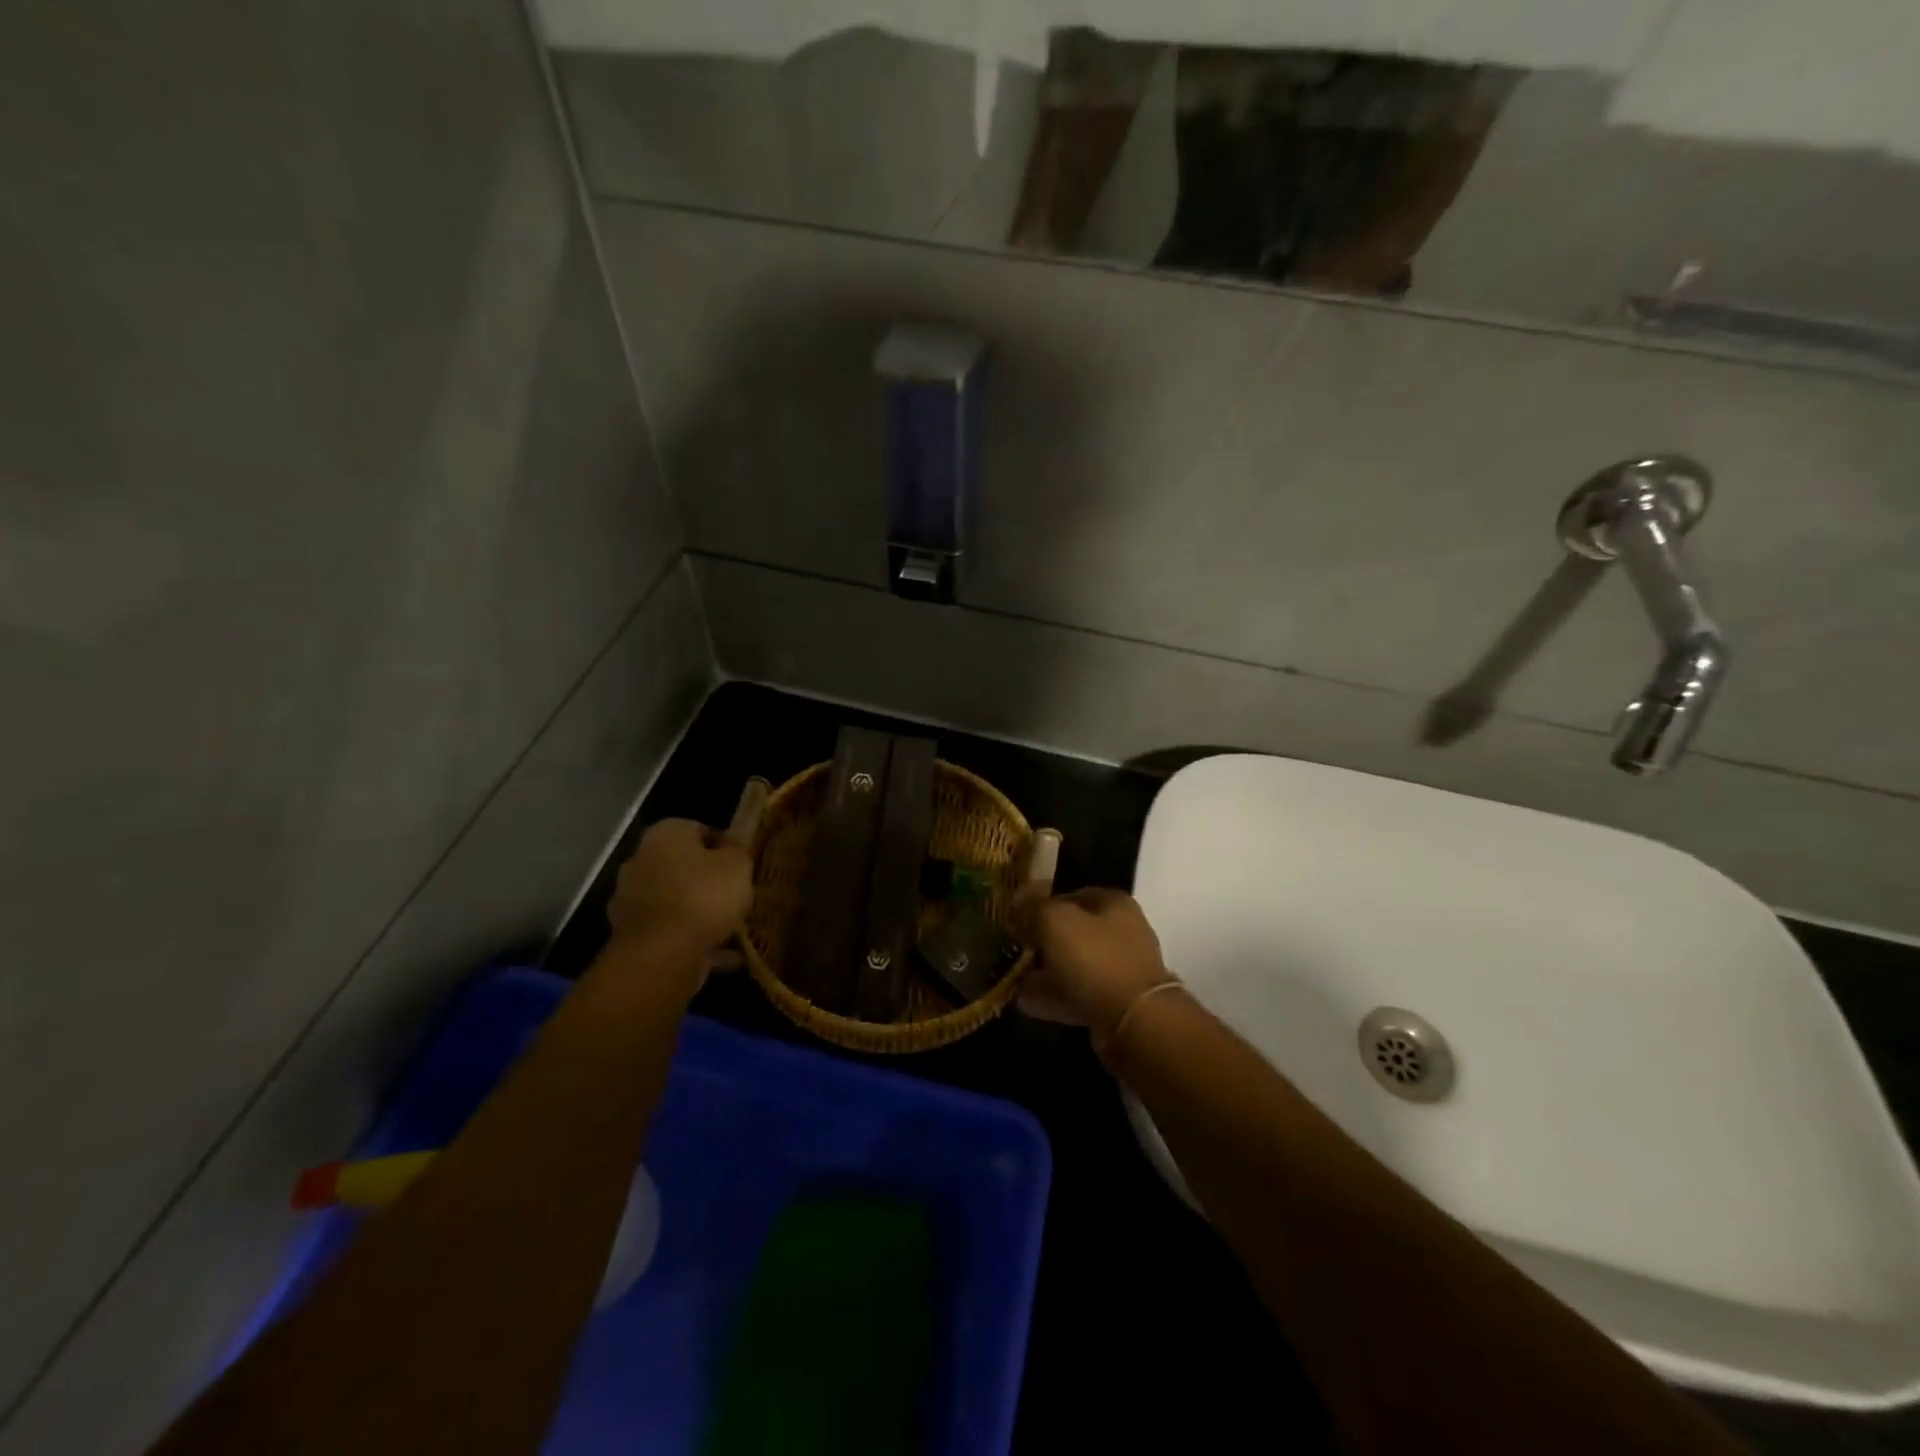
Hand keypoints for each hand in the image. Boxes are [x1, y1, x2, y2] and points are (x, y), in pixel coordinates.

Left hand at [607, 819, 752, 953]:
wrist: (661, 955)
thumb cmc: (703, 896)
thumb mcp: (737, 865)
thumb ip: (737, 850)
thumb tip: (732, 843)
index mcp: (665, 834)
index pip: (699, 830)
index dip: (724, 847)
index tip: (742, 866)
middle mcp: (640, 860)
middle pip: (682, 865)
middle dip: (706, 879)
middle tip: (735, 895)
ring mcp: (630, 899)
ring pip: (674, 899)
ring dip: (697, 910)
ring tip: (731, 928)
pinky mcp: (630, 934)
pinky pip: (669, 930)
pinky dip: (691, 938)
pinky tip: (721, 952)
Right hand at [1015, 888, 1173, 1040]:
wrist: (1134, 1021)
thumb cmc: (1095, 958)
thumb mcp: (1055, 920)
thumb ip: (1034, 907)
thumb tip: (1018, 903)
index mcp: (1113, 903)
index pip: (1070, 894)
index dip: (1040, 903)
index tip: (1015, 918)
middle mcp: (1121, 932)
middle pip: (1072, 931)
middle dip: (1041, 940)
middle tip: (1014, 948)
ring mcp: (1120, 969)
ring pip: (1073, 964)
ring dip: (1045, 971)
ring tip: (1013, 977)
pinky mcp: (1114, 1003)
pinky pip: (1076, 994)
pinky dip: (1052, 997)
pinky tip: (1025, 1001)